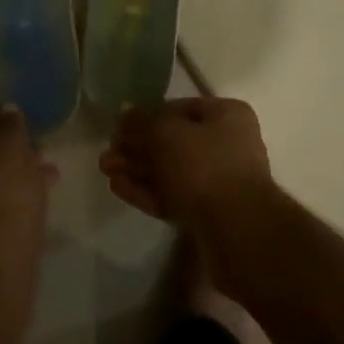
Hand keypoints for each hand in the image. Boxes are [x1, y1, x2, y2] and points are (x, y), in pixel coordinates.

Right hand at [100, 97, 276, 240]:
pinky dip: (147, 191)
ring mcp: (219, 183)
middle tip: (107, 152)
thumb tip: (124, 111)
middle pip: (173, 142)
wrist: (239, 234)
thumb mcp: (167, 134)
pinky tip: (118, 188)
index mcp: (227, 116)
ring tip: (105, 169)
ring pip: (171, 171)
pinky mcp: (209, 216)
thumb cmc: (206, 166)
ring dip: (137, 169)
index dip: (149, 115)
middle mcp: (227, 145)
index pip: (181, 108)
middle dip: (138, 147)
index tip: (122, 125)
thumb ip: (142, 122)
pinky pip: (173, 197)